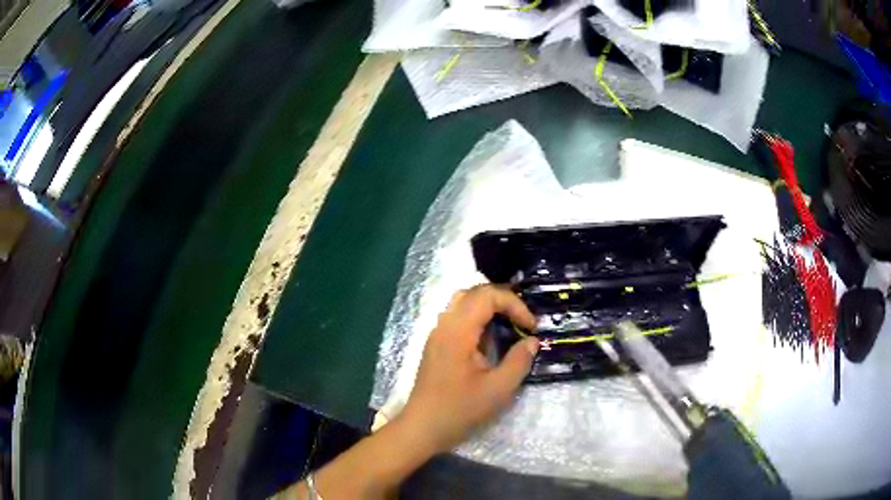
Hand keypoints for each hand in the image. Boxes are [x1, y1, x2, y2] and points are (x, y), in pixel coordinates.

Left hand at [400, 284, 539, 453]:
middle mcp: (444, 325)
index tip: (531, 327)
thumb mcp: (498, 390)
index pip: (487, 296)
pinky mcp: (437, 345)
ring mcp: (437, 334)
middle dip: (503, 300)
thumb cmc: (459, 410)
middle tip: (523, 319)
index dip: (514, 304)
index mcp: (457, 331)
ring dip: (489, 307)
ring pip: (463, 303)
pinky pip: (458, 318)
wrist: (422, 428)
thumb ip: (519, 361)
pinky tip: (491, 339)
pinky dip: (478, 318)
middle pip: (473, 293)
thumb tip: (532, 341)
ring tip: (511, 324)